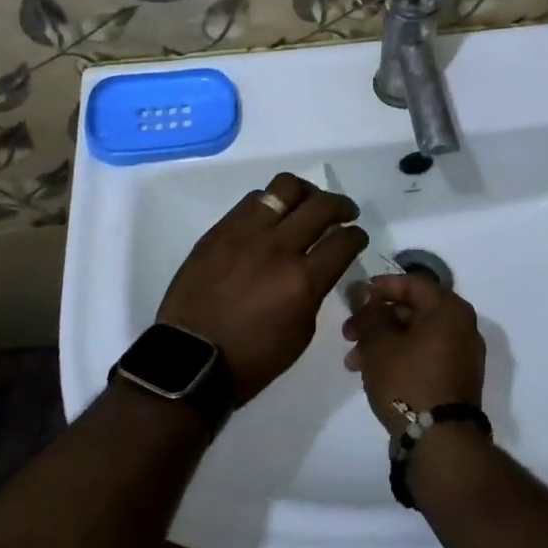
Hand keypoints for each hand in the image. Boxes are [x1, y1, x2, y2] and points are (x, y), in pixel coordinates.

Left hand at [157, 172, 366, 406]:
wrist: (189, 360)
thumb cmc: (251, 359)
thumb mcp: (300, 334)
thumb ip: (314, 292)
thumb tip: (319, 267)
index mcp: (302, 280)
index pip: (344, 241)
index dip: (357, 236)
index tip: (357, 237)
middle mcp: (278, 247)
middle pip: (321, 205)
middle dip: (341, 206)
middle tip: (344, 213)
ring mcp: (246, 233)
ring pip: (285, 187)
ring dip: (306, 193)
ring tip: (307, 204)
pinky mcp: (220, 230)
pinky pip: (253, 200)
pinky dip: (272, 202)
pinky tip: (273, 215)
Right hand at [341, 273, 486, 433]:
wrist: (441, 442)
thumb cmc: (408, 381)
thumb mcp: (379, 343)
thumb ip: (369, 313)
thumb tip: (363, 291)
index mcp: (448, 308)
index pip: (412, 282)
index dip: (380, 287)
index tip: (355, 298)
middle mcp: (462, 325)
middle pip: (413, 310)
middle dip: (377, 320)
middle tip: (348, 334)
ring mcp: (462, 354)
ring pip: (416, 335)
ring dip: (384, 342)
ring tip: (354, 363)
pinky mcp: (458, 379)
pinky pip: (426, 355)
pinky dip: (401, 357)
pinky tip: (374, 373)